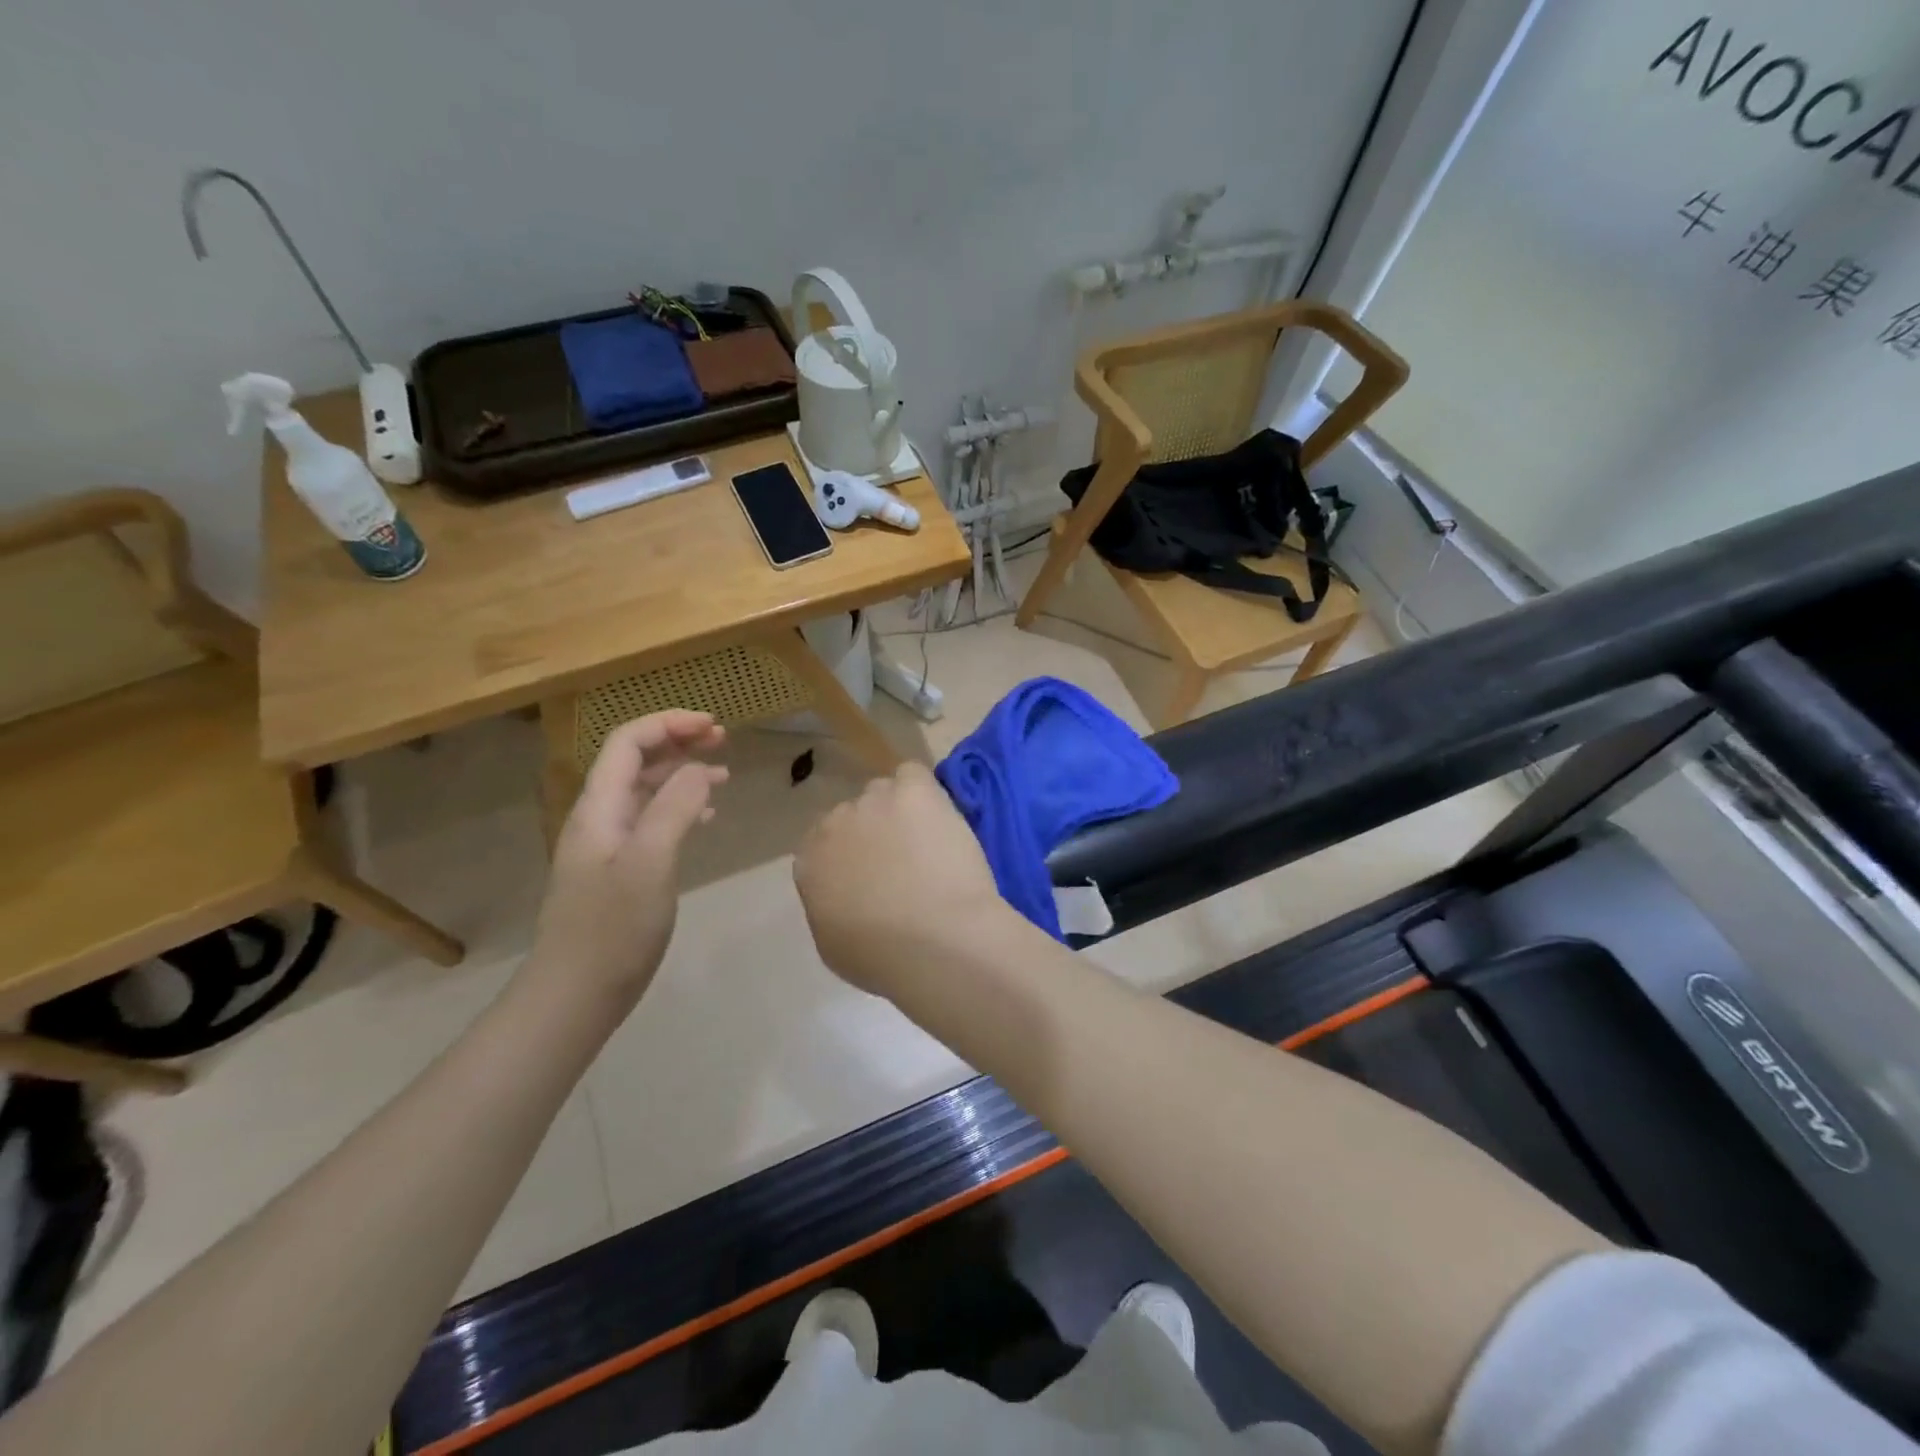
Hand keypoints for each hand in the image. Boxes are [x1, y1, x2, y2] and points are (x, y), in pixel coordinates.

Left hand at [529, 710, 726, 1010]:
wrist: (575, 995)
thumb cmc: (613, 928)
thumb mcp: (651, 862)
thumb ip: (675, 808)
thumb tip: (700, 769)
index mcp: (599, 808)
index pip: (627, 742)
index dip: (668, 724)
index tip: (713, 725)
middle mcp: (600, 818)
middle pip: (635, 761)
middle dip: (677, 742)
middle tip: (722, 739)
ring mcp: (608, 846)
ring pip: (646, 790)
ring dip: (682, 773)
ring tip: (723, 771)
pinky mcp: (620, 871)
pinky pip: (652, 821)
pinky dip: (681, 807)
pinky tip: (707, 815)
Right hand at [793, 761, 1007, 998]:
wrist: (936, 941)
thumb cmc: (883, 958)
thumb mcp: (833, 944)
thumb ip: (829, 906)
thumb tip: (843, 893)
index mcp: (810, 862)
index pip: (823, 843)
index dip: (851, 855)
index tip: (873, 874)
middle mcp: (834, 823)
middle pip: (854, 814)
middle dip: (875, 832)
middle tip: (906, 861)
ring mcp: (873, 801)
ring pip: (885, 793)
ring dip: (901, 811)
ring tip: (930, 841)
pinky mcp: (913, 790)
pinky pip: (913, 774)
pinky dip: (925, 791)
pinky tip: (939, 815)